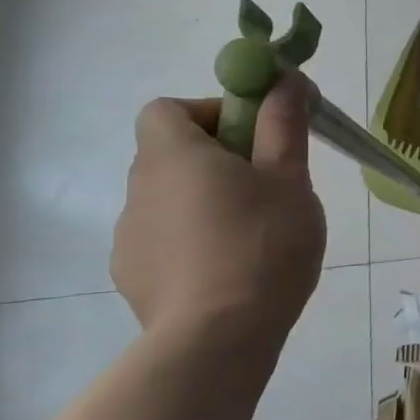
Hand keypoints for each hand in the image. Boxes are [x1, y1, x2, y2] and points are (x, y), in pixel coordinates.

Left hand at [111, 75, 326, 345]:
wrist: (218, 338)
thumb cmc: (262, 244)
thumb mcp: (289, 179)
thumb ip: (284, 125)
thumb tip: (286, 80)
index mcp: (173, 155)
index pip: (167, 109)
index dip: (211, 112)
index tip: (254, 137)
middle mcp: (139, 188)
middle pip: (172, 153)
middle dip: (219, 158)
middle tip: (268, 185)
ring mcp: (130, 236)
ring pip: (172, 199)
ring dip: (206, 201)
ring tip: (255, 235)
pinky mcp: (134, 276)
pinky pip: (166, 240)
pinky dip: (194, 241)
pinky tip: (230, 270)